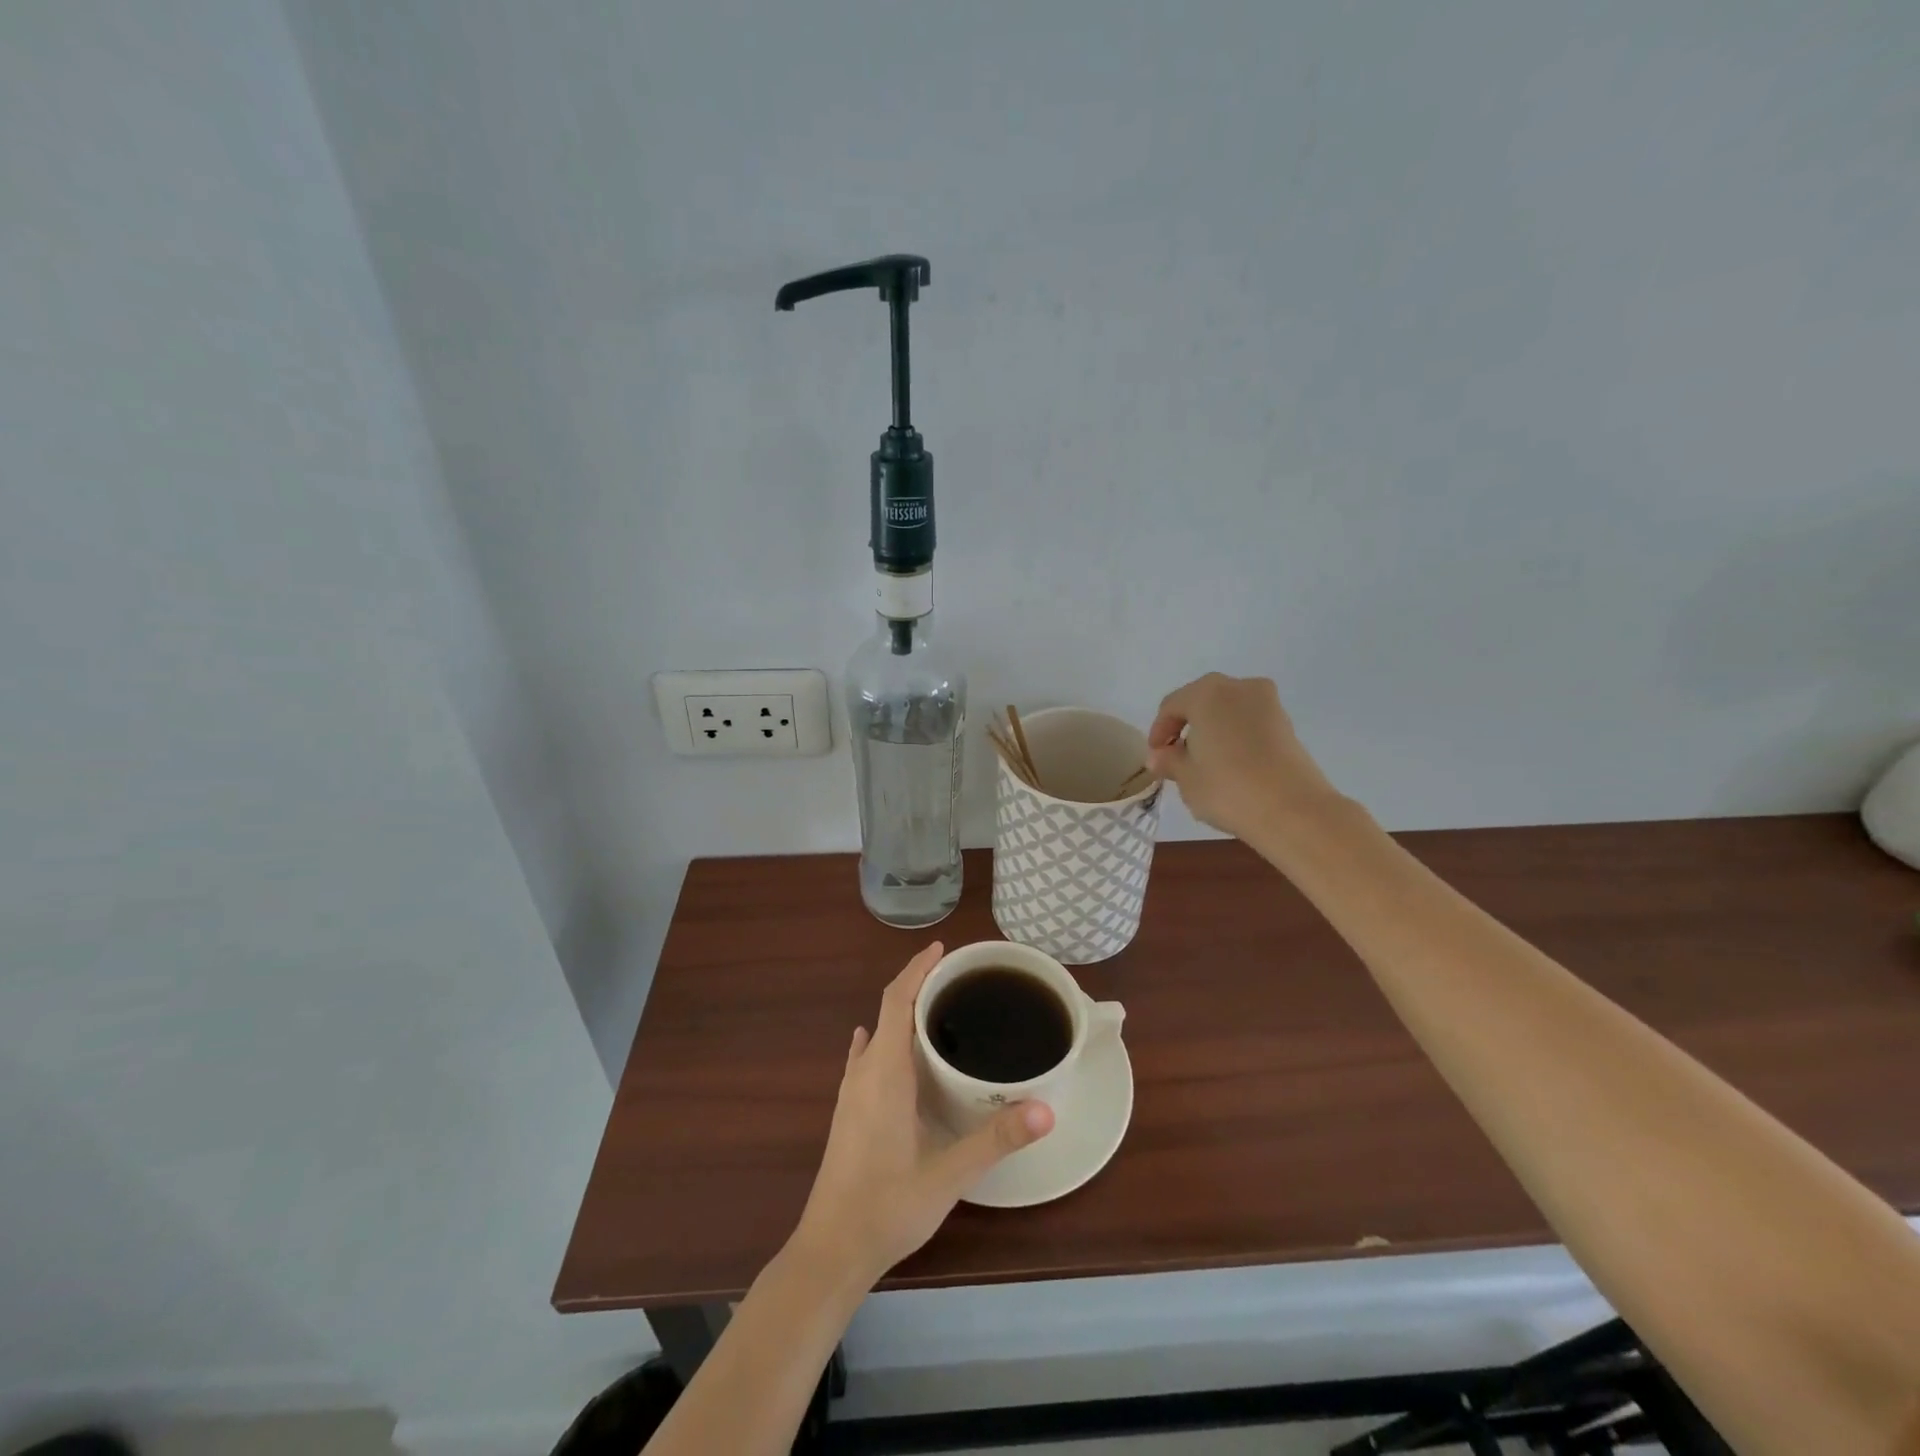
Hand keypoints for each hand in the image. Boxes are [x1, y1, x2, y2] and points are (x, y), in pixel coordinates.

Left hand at [792, 943, 1054, 1286]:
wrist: (830, 1251)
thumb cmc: (887, 1206)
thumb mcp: (948, 1174)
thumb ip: (996, 1139)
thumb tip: (1047, 1109)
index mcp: (884, 1072)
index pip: (896, 1000)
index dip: (917, 969)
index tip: (942, 949)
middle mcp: (864, 1073)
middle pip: (888, 1011)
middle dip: (918, 986)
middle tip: (958, 980)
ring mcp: (852, 1094)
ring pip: (876, 1035)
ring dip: (902, 1013)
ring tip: (937, 1009)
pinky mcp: (849, 1113)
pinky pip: (866, 1058)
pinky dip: (883, 1040)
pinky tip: (887, 1048)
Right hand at [1146, 673, 1341, 841]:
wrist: (1293, 811)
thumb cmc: (1228, 788)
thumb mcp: (1186, 778)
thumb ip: (1169, 761)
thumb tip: (1159, 756)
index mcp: (1206, 693)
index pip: (1172, 706)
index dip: (1159, 731)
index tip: (1156, 756)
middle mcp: (1238, 687)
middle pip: (1202, 702)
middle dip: (1187, 726)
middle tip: (1177, 756)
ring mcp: (1268, 704)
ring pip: (1228, 711)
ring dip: (1213, 731)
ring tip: (1205, 763)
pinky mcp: (1287, 725)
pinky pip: (1250, 724)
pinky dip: (1236, 738)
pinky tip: (1231, 766)